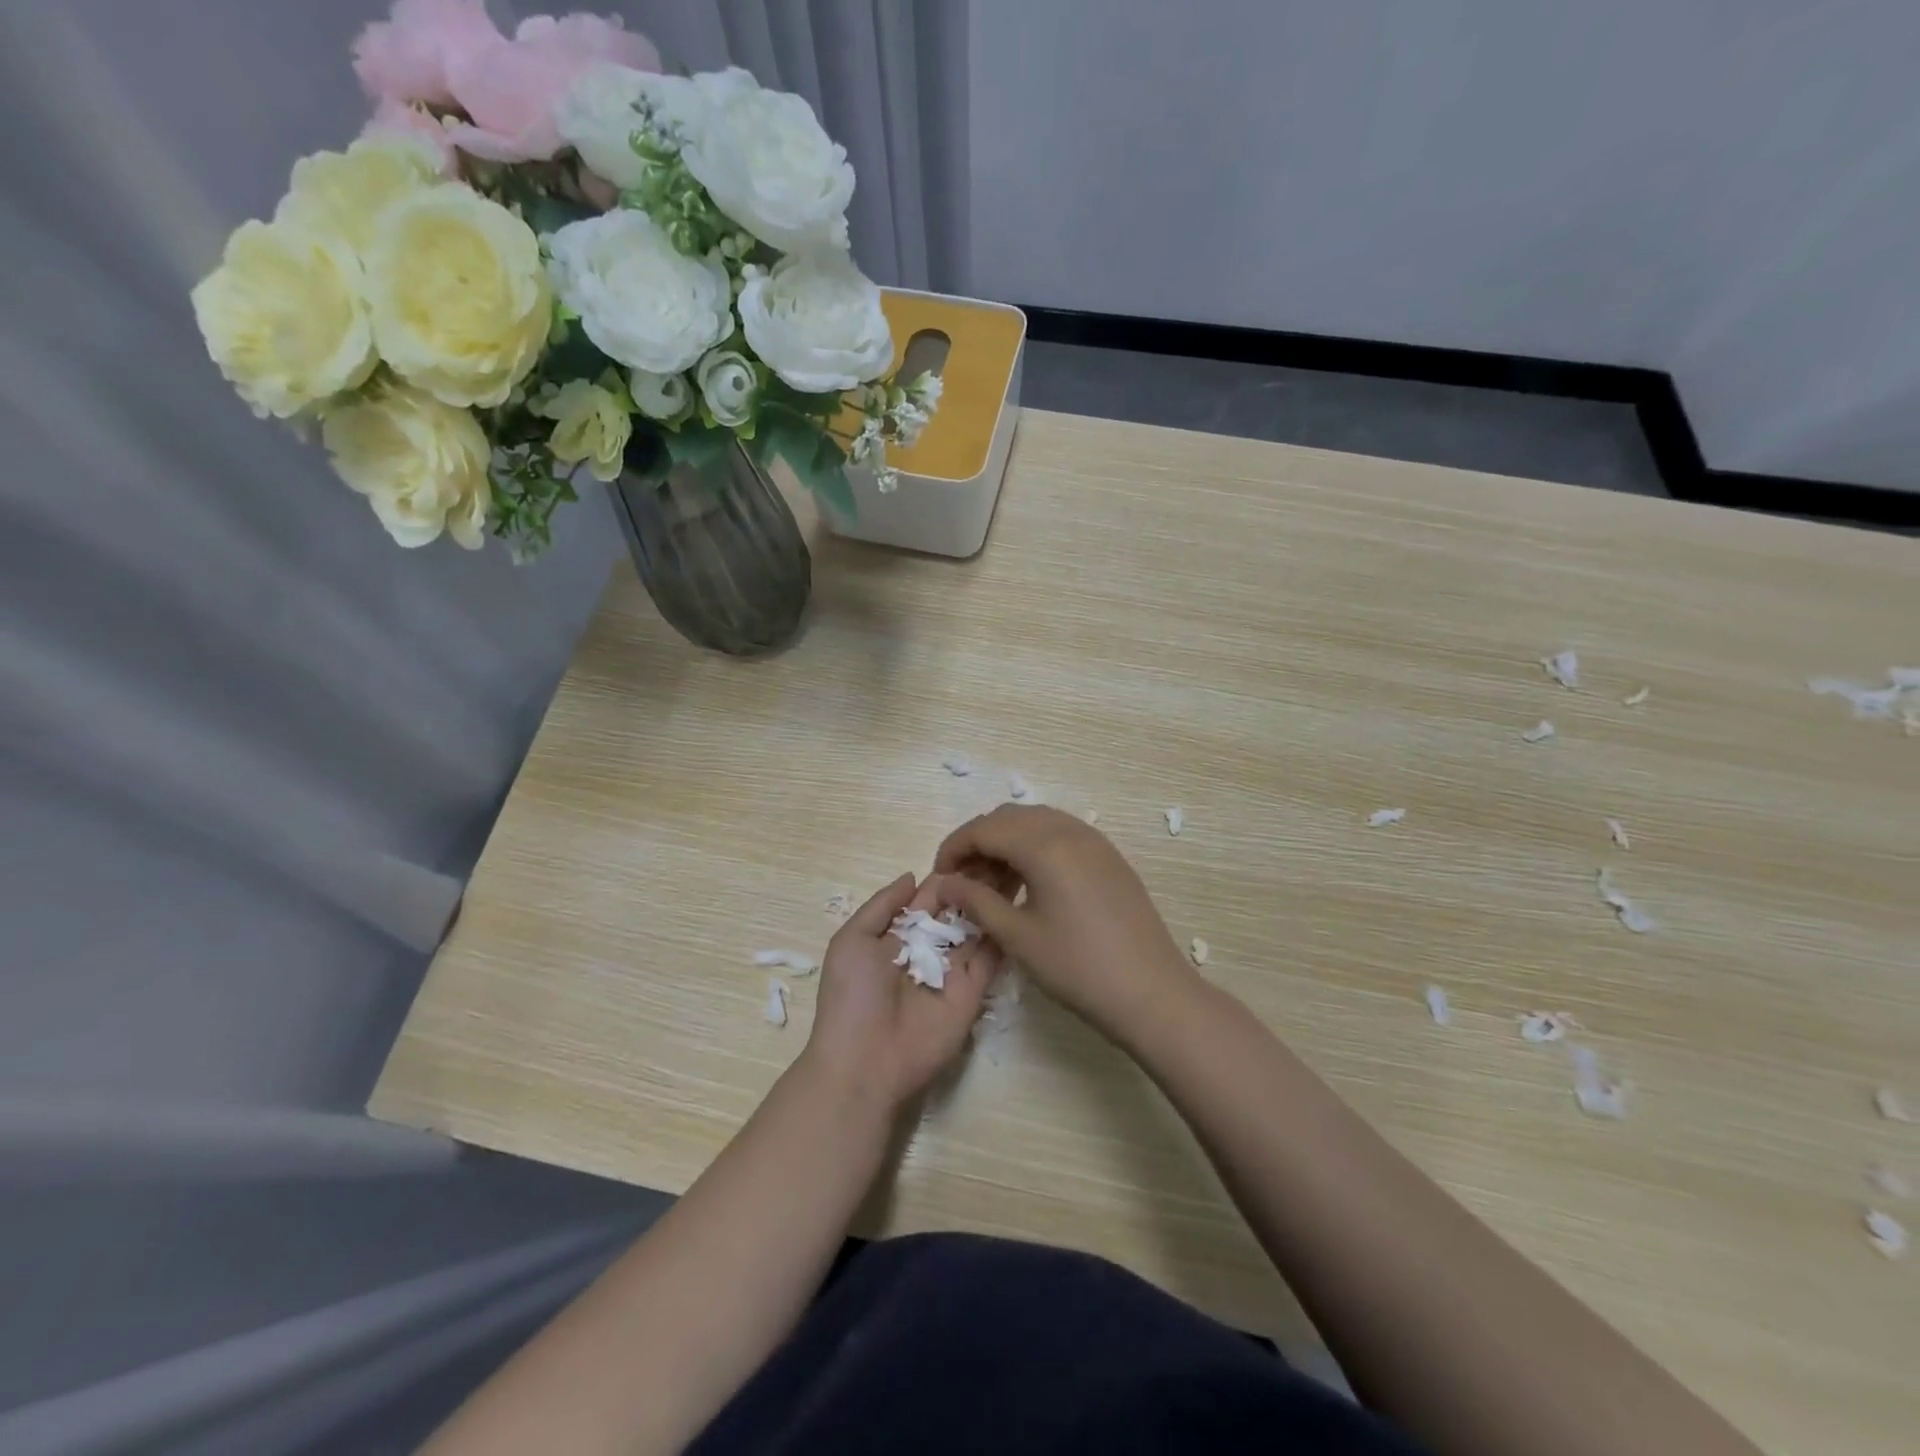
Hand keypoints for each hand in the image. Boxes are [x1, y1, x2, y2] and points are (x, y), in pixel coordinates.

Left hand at [801, 873, 1002, 1112]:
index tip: (976, 848)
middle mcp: (928, 948)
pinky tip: (1019, 905)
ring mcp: (952, 970)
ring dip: (993, 902)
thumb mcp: (852, 940)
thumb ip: (882, 904)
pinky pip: (991, 959)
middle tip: (1006, 854)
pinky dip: (1003, 934)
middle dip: (977, 884)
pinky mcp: (972, 992)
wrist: (864, 1062)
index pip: (929, 897)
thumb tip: (912, 875)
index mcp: (898, 935)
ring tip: (1019, 869)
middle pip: (958, 910)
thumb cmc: (852, 996)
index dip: (949, 876)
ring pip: (978, 929)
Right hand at [927, 806, 1198, 1046]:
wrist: (1151, 992)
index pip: (985, 828)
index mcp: (1044, 845)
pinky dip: (1035, 848)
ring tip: (993, 884)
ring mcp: (1094, 841)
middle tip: (964, 880)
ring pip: (1036, 822)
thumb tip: (947, 883)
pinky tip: (1029, 883)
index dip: (955, 847)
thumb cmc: (1078, 967)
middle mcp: (1070, 830)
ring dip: (1008, 842)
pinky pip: (1061, 835)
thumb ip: (977, 901)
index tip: (940, 876)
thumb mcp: (1018, 937)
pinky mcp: (1109, 857)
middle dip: (980, 841)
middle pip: (1009, 818)